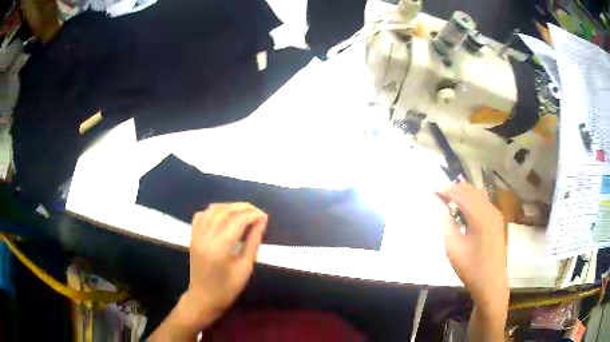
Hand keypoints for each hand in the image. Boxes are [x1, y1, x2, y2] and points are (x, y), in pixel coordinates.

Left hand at [149, 203, 266, 340]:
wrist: (203, 298)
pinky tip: (223, 216)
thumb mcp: (245, 268)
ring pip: (212, 210)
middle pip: (225, 212)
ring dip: (229, 207)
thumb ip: (253, 243)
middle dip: (243, 208)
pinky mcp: (192, 237)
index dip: (253, 215)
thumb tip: (262, 222)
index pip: (237, 221)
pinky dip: (213, 211)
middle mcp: (205, 237)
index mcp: (219, 248)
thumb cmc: (227, 289)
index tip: (265, 217)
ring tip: (243, 212)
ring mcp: (196, 236)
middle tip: (257, 212)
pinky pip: (201, 216)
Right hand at [437, 183, 508, 313]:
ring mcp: (496, 214)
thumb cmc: (471, 268)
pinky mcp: (498, 221)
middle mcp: (490, 209)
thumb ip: (445, 222)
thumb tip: (436, 202)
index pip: (461, 193)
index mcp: (480, 215)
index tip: (432, 195)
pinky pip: (483, 203)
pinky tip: (464, 214)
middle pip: (470, 190)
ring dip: (463, 195)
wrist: (491, 284)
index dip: (445, 191)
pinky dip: (472, 202)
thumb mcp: (453, 247)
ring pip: (478, 195)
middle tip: (439, 200)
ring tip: (449, 206)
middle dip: (454, 191)